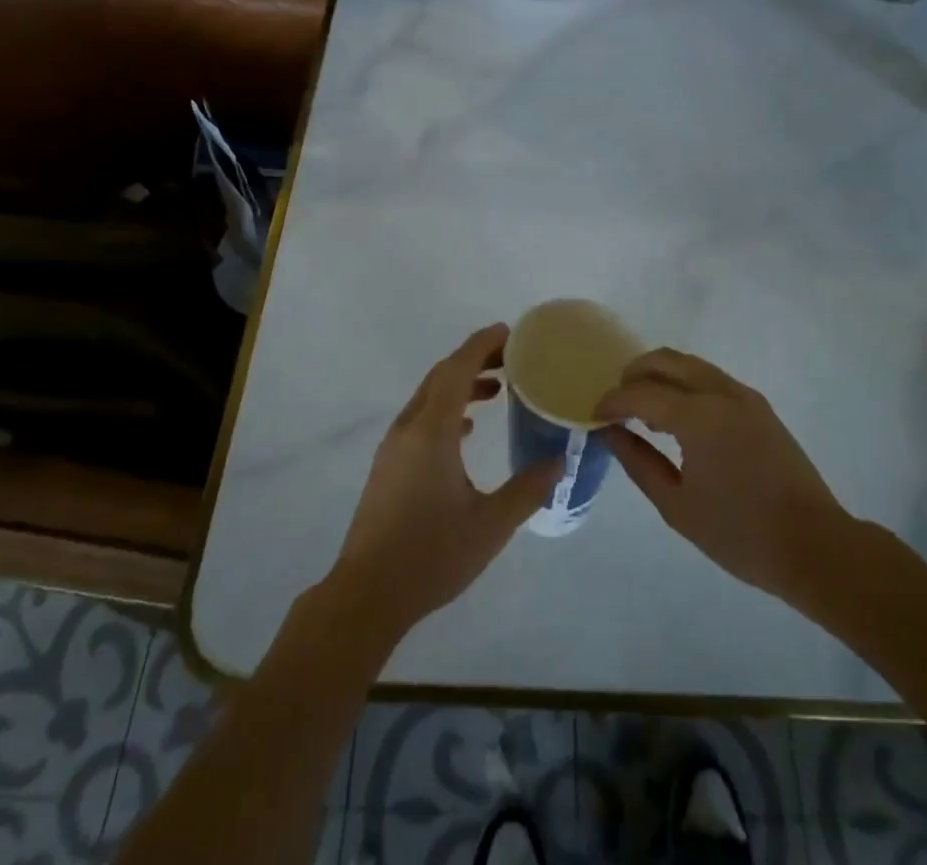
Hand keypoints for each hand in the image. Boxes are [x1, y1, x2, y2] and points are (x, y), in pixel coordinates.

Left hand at [328, 324, 560, 642]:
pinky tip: (468, 429)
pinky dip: (448, 409)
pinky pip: (422, 418)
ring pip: (430, 396)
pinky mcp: (389, 464)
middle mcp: (409, 428)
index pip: (457, 369)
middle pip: (442, 376)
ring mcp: (394, 446)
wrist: (367, 594)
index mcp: (432, 431)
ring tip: (498, 389)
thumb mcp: (490, 525)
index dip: (482, 345)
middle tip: (513, 358)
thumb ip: (527, 490)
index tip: (510, 333)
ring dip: (461, 384)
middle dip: (475, 359)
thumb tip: (559, 461)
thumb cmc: (431, 556)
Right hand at [596, 348, 861, 607]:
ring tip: (644, 411)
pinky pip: (710, 378)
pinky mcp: (758, 406)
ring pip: (689, 364)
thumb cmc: (740, 534)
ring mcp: (743, 395)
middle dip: (634, 374)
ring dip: (660, 376)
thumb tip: (611, 433)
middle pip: (665, 360)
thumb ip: (638, 463)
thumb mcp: (677, 506)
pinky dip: (684, 384)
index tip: (595, 416)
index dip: (613, 401)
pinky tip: (678, 418)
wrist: (815, 546)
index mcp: (698, 416)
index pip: (641, 393)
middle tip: (617, 403)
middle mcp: (720, 392)